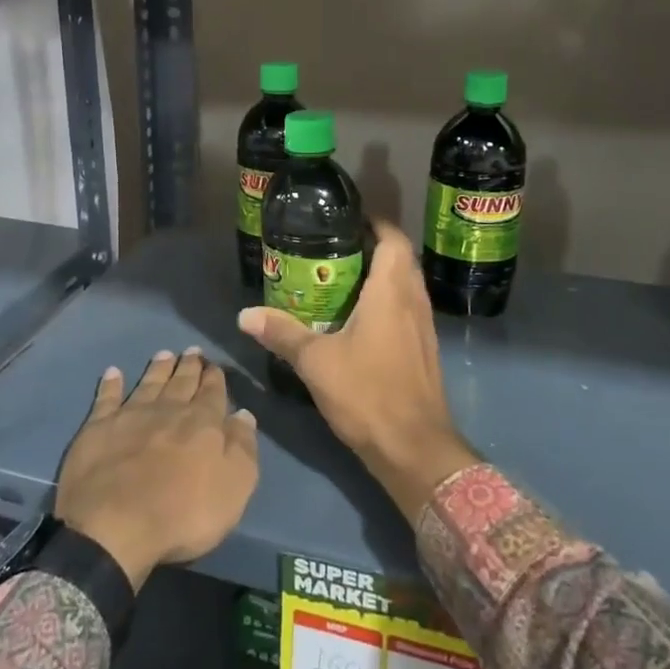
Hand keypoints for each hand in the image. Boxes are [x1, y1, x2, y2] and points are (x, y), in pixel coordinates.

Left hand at [54, 348, 258, 588]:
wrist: (115, 525)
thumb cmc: (183, 513)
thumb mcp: (234, 486)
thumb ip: (241, 447)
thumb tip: (243, 414)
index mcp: (202, 423)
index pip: (212, 393)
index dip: (214, 378)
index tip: (214, 365)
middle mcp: (167, 410)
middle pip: (181, 382)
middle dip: (189, 366)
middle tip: (192, 351)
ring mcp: (130, 416)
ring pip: (148, 383)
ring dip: (157, 368)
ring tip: (164, 354)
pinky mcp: (98, 428)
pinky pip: (106, 398)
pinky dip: (111, 384)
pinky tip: (113, 372)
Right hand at [237, 221, 474, 520]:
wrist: (415, 449)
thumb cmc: (367, 393)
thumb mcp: (316, 362)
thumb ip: (282, 333)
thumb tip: (245, 315)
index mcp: (392, 292)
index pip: (393, 239)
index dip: (375, 223)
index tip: (346, 219)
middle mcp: (414, 302)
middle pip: (401, 259)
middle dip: (372, 247)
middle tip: (335, 248)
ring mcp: (424, 328)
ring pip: (405, 286)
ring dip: (381, 276)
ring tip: (341, 278)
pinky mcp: (424, 351)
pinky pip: (407, 310)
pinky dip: (387, 302)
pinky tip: (359, 319)